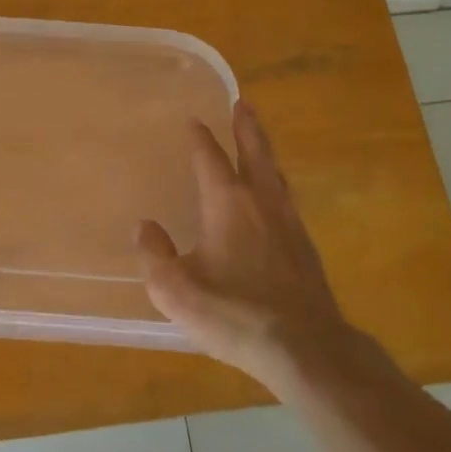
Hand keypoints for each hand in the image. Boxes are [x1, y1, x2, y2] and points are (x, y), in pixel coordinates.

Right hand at [134, 100, 355, 388]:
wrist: (305, 347)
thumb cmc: (234, 313)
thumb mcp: (175, 289)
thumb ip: (154, 254)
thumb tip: (145, 226)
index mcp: (227, 203)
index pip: (210, 158)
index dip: (200, 138)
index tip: (194, 120)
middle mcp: (261, 203)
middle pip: (254, 153)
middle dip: (246, 128)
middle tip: (243, 103)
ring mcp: (289, 224)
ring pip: (275, 176)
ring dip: (264, 153)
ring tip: (258, 142)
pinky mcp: (305, 248)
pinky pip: (287, 201)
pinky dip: (276, 185)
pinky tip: (275, 199)